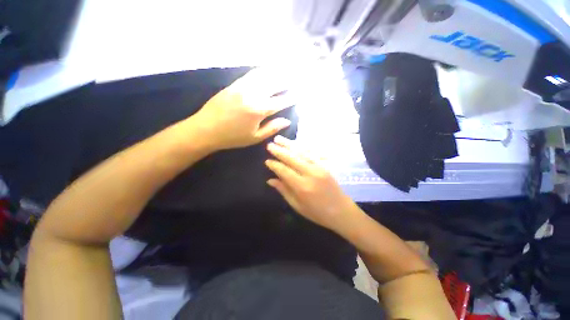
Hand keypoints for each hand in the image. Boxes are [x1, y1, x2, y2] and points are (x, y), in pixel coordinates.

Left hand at [193, 68, 292, 150]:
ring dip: (276, 73)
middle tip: (296, 80)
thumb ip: (272, 128)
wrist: (206, 129)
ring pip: (264, 75)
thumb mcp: (255, 137)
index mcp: (259, 110)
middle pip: (274, 83)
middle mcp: (253, 94)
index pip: (281, 101)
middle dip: (287, 81)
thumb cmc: (233, 137)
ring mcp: (243, 86)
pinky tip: (267, 70)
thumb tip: (287, 120)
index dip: (291, 98)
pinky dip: (262, 71)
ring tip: (285, 72)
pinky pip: (251, 74)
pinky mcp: (234, 84)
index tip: (299, 95)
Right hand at [265, 135, 358, 231]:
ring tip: (279, 139)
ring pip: (301, 152)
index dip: (275, 165)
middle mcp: (311, 174)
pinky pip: (312, 152)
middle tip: (269, 145)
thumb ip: (284, 191)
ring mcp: (320, 167)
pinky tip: (295, 143)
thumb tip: (270, 180)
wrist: (341, 211)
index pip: (284, 171)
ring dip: (289, 145)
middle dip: (280, 151)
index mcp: (302, 187)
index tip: (267, 161)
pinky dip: (302, 146)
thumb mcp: (297, 206)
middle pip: (292, 158)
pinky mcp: (325, 165)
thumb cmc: (317, 213)